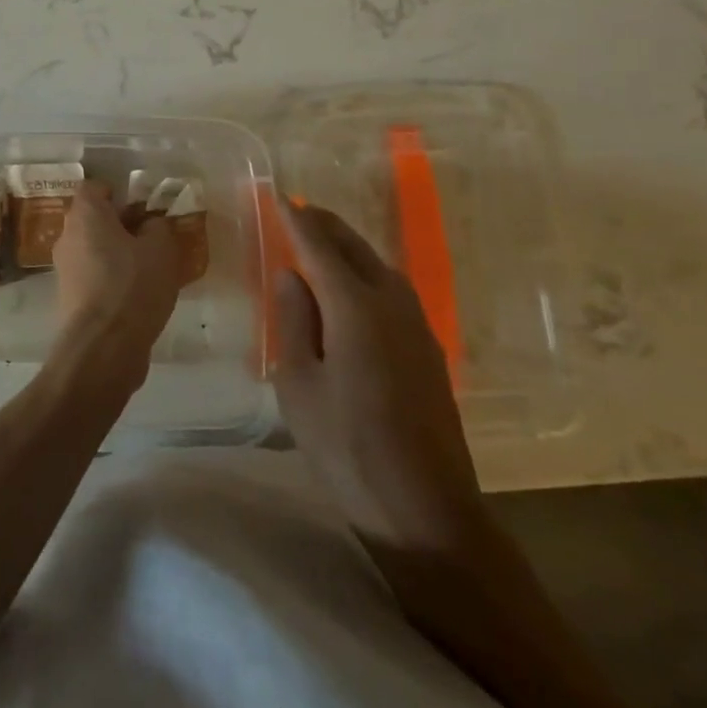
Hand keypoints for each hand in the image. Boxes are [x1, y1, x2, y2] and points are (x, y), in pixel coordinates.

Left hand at [50, 182, 183, 386]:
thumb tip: (149, 224)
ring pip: (93, 248)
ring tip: (149, 269)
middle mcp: (67, 235)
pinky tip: (136, 295)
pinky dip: (110, 278)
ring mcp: (64, 268)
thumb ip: (157, 227)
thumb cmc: (133, 285)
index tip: (143, 208)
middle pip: (93, 219)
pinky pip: (92, 275)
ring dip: (117, 254)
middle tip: (152, 238)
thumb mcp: (161, 249)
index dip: (119, 193)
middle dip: (121, 225)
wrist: (103, 347)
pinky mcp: (69, 297)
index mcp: (85, 214)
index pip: (94, 187)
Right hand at [272, 203, 487, 553]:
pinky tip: (355, 289)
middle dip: (326, 224)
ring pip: (380, 266)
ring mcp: (417, 327)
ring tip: (322, 242)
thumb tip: (292, 275)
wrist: (427, 511)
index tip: (277, 196)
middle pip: (356, 248)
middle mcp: (392, 304)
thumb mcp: (299, 384)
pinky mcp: (429, 351)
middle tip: (298, 210)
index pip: (319, 246)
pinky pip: (393, 291)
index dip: (296, 220)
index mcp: (356, 307)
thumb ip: (293, 321)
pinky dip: (367, 273)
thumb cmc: (348, 448)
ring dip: (349, 247)